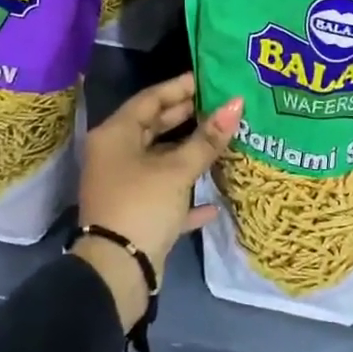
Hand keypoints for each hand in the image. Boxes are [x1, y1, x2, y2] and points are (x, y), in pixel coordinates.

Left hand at [75, 74, 242, 329]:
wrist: (116, 273)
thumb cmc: (142, 205)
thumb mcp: (177, 169)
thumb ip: (208, 138)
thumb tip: (237, 104)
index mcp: (116, 135)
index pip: (151, 98)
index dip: (181, 87)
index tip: (210, 78)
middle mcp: (115, 155)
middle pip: (155, 126)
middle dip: (188, 116)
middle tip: (221, 104)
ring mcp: (124, 185)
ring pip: (161, 160)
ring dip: (190, 153)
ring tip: (224, 139)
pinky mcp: (135, 213)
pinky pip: (164, 194)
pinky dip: (186, 193)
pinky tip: (214, 200)